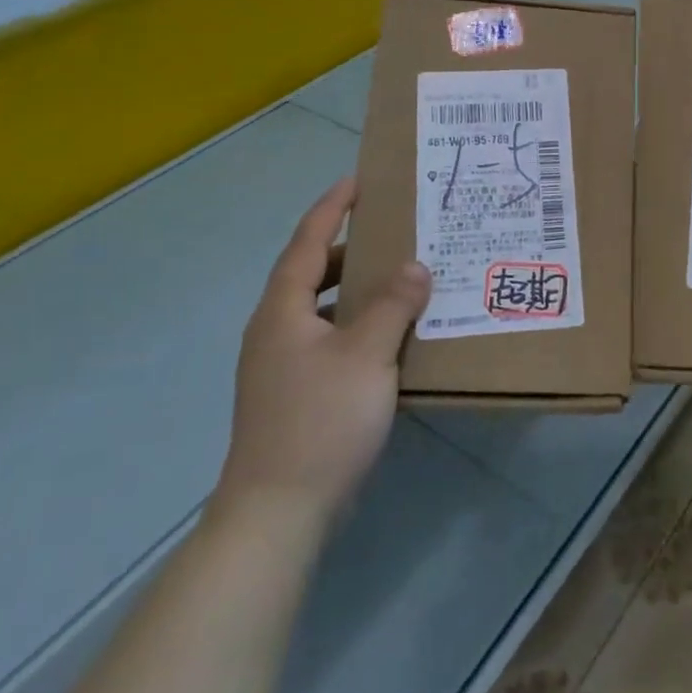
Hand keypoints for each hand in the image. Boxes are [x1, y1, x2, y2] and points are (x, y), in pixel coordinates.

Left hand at [215, 176, 431, 531]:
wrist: (278, 511)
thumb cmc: (320, 420)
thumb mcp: (366, 355)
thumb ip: (393, 305)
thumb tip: (415, 265)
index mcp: (283, 310)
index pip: (306, 242)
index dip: (331, 207)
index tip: (358, 180)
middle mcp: (276, 330)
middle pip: (311, 273)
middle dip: (349, 248)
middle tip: (394, 232)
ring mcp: (281, 365)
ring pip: (322, 309)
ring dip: (356, 289)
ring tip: (399, 279)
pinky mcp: (295, 393)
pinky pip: (329, 339)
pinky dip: (357, 325)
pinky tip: (390, 338)